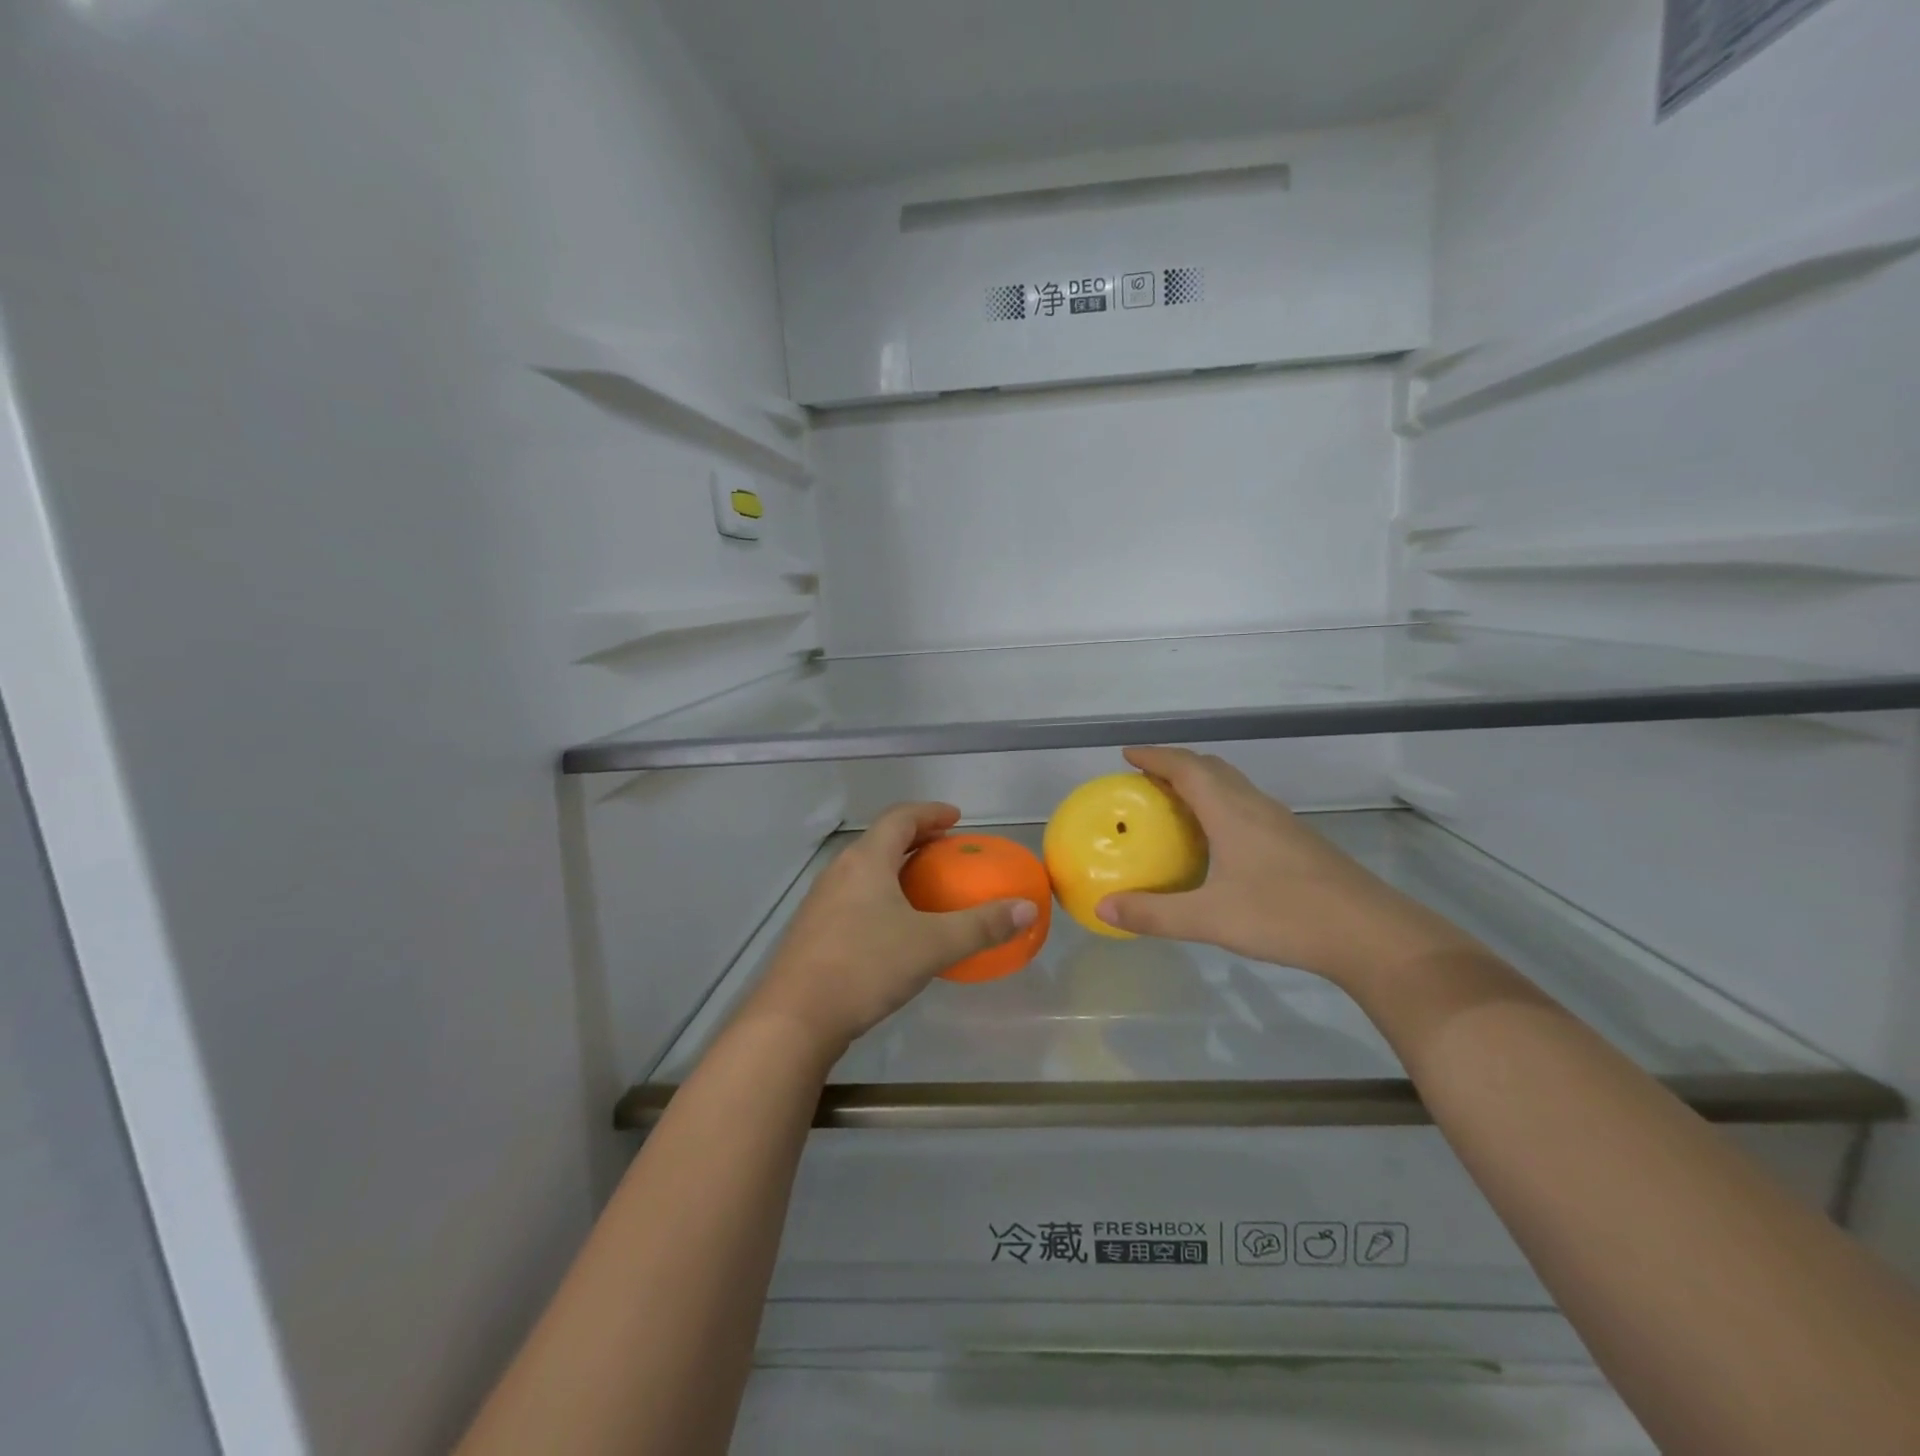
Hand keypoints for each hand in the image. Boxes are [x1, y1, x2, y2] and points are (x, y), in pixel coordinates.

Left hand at [740, 803, 1041, 1057]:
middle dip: (916, 840)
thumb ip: (981, 926)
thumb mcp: (932, 945)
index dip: (930, 812)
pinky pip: (854, 897)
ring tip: (925, 887)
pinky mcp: (813, 931)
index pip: (900, 818)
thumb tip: (1027, 908)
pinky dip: (881, 895)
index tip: (955, 818)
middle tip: (946, 850)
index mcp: (866, 860)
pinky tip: (895, 928)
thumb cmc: (866, 966)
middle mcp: (840, 871)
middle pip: (881, 841)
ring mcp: (821, 902)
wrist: (794, 1017)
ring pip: (865, 870)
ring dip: (896, 869)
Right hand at [1095, 747, 1473, 988]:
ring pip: (1234, 787)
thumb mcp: (1210, 919)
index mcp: (1231, 812)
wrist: (1370, 934)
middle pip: (1212, 769)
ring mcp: (1281, 824)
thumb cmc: (1284, 916)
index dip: (1155, 756)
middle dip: (1176, 765)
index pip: (1186, 768)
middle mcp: (1256, 807)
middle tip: (1146, 780)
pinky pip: (1248, 808)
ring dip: (1201, 785)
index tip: (1128, 754)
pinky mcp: (1297, 842)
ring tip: (1175, 805)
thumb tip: (1103, 907)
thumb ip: (1154, 914)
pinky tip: (1218, 842)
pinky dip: (1221, 807)